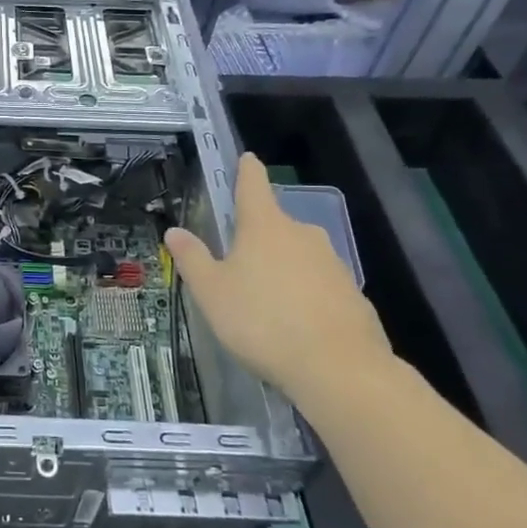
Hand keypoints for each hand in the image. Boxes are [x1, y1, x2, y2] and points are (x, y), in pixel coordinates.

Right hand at [164, 153, 390, 398]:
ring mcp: (332, 262)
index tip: (248, 159)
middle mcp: (301, 234)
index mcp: (264, 226)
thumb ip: (192, 259)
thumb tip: (174, 231)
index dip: (247, 170)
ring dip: (281, 267)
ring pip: (298, 255)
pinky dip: (304, 294)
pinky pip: (319, 285)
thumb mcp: (212, 292)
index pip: (254, 185)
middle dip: (257, 236)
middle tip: (237, 261)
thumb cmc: (261, 321)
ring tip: (263, 301)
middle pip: (275, 224)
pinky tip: (294, 324)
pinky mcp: (352, 294)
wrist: (338, 368)